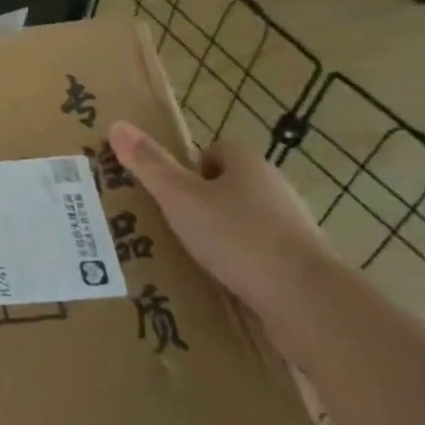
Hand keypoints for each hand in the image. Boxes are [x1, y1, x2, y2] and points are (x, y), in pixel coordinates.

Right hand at [108, 120, 332, 355]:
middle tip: (171, 223)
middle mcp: (276, 190)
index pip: (218, 150)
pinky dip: (242, 264)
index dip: (192, 166)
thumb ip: (150, 165)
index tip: (170, 190)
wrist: (307, 300)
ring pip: (248, 222)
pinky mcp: (301, 266)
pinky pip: (262, 256)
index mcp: (249, 166)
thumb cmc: (238, 237)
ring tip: (191, 256)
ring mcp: (293, 229)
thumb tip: (117, 124)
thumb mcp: (180, 198)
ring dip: (223, 235)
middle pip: (233, 186)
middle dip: (205, 202)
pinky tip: (222, 282)